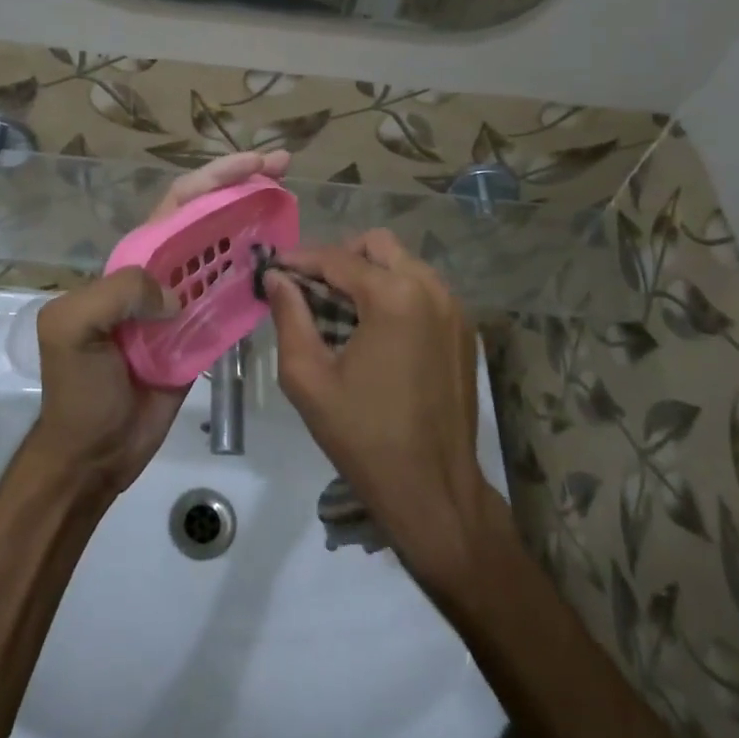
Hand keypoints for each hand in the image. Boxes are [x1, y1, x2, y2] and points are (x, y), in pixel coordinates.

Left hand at [33, 150, 291, 496]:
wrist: (94, 451)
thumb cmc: (78, 389)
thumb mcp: (73, 327)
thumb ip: (119, 292)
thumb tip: (176, 293)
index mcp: (133, 259)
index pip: (181, 202)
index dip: (218, 177)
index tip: (259, 163)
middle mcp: (163, 272)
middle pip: (209, 217)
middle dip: (243, 187)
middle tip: (285, 169)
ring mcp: (185, 303)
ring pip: (225, 253)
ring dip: (256, 226)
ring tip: (291, 210)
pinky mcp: (203, 334)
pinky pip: (234, 298)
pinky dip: (258, 278)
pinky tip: (283, 268)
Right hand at [267, 229, 496, 587]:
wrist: (433, 492)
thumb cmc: (363, 437)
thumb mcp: (308, 378)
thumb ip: (289, 317)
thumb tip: (276, 277)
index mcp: (394, 297)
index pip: (337, 258)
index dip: (300, 259)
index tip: (273, 267)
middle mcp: (431, 289)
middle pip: (378, 245)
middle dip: (340, 257)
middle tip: (310, 287)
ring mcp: (454, 309)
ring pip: (404, 263)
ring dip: (369, 272)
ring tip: (339, 308)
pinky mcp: (465, 331)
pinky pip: (424, 289)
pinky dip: (395, 292)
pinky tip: (374, 329)